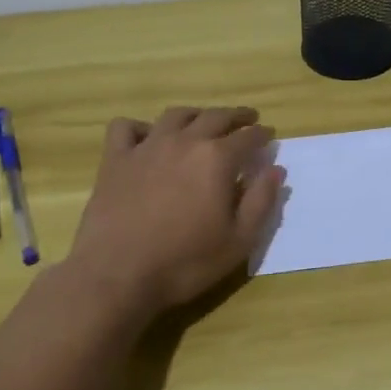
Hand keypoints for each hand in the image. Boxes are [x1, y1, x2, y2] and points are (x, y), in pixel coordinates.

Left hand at [68, 106, 284, 321]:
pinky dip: (140, 127)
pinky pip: (126, 127)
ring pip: (176, 115)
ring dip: (195, 114)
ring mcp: (146, 146)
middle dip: (236, 116)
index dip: (262, 135)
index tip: (269, 137)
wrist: (117, 275)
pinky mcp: (115, 159)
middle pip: (215, 116)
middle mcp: (184, 141)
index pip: (248, 137)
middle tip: (246, 119)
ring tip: (202, 122)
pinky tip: (147, 139)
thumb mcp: (238, 241)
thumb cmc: (185, 263)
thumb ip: (261, 201)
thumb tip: (275, 169)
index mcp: (217, 158)